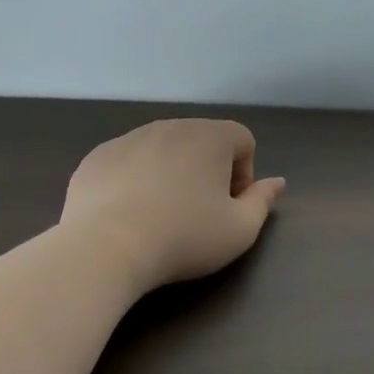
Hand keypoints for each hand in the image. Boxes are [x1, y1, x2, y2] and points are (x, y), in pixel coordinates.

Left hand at [61, 119, 285, 291]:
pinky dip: (133, 181)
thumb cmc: (184, 238)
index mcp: (210, 136)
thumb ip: (262, 202)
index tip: (229, 206)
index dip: (244, 174)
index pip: (243, 140)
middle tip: (198, 213)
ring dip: (170, 173)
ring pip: (162, 150)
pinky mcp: (96, 157)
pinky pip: (127, 163)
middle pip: (201, 141)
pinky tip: (126, 215)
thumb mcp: (240, 230)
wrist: (106, 248)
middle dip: (207, 171)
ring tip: (160, 215)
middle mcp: (170, 126)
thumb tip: (277, 182)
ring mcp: (128, 138)